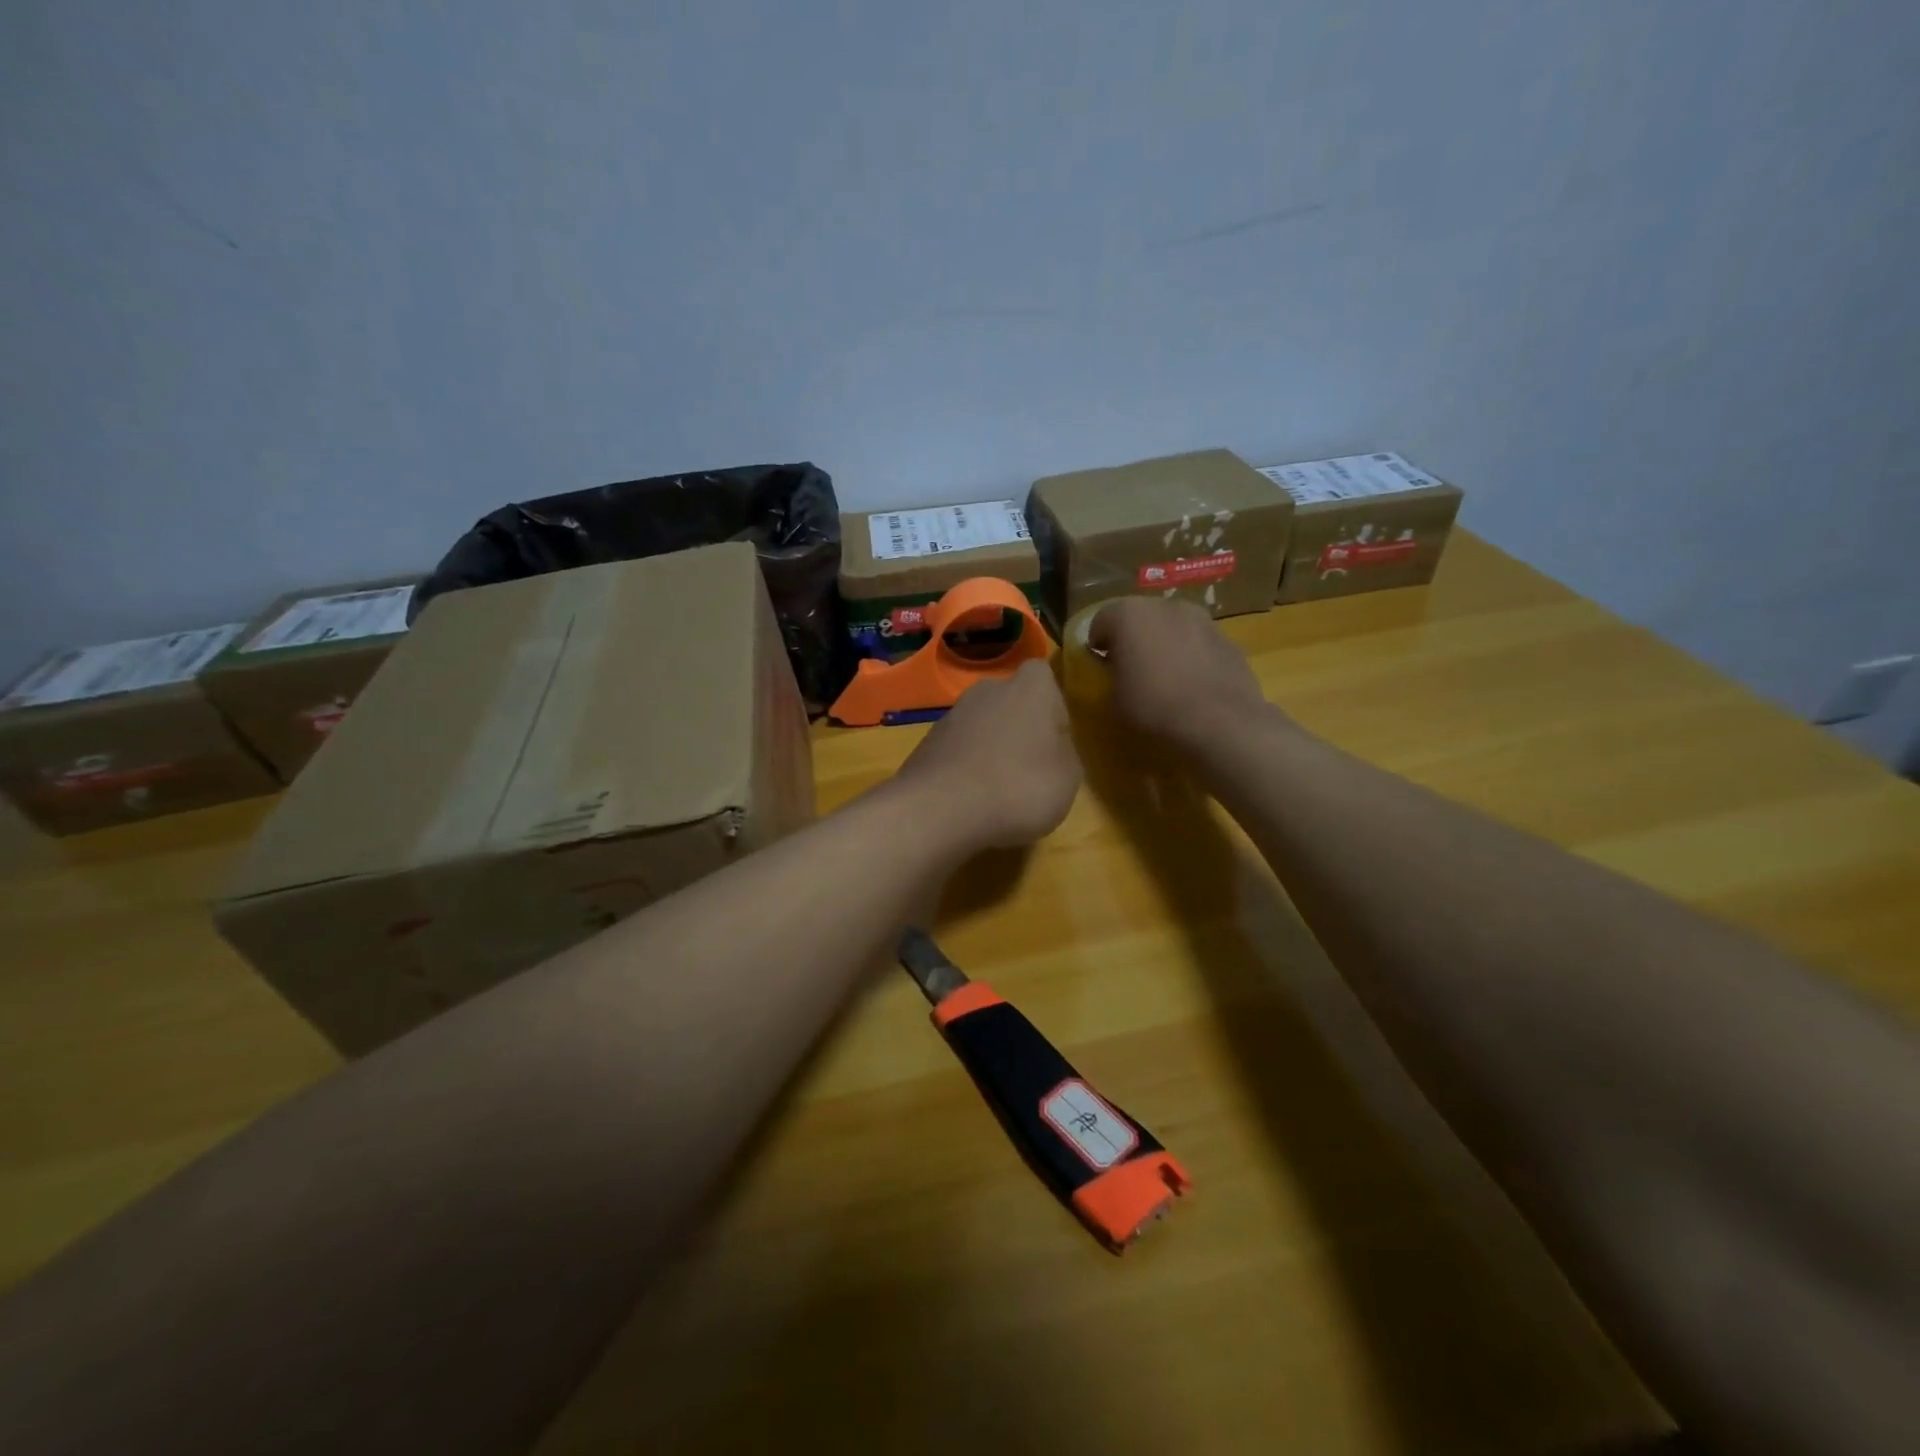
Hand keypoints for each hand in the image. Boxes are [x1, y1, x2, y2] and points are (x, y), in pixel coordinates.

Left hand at [891, 660, 1081, 853]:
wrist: (941, 810)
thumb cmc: (1020, 787)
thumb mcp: (1068, 777)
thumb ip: (1063, 750)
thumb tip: (1050, 744)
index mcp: (1030, 688)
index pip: (1043, 674)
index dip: (1051, 705)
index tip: (1054, 738)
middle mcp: (988, 690)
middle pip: (1010, 701)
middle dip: (1018, 727)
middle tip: (1028, 768)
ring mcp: (952, 715)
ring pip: (981, 725)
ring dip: (989, 748)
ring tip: (997, 790)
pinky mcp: (926, 742)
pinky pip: (957, 749)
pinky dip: (964, 767)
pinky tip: (968, 798)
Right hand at [1087, 598, 1272, 748]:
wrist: (1220, 723)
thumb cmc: (1154, 706)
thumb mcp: (1112, 697)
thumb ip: (1110, 674)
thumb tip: (1117, 669)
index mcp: (1129, 614)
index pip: (1100, 622)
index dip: (1097, 646)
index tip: (1099, 669)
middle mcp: (1165, 605)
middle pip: (1139, 618)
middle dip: (1132, 639)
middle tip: (1130, 670)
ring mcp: (1202, 619)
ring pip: (1172, 627)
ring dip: (1164, 644)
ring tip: (1165, 677)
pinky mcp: (1228, 639)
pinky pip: (1198, 643)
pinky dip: (1191, 656)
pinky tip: (1193, 685)